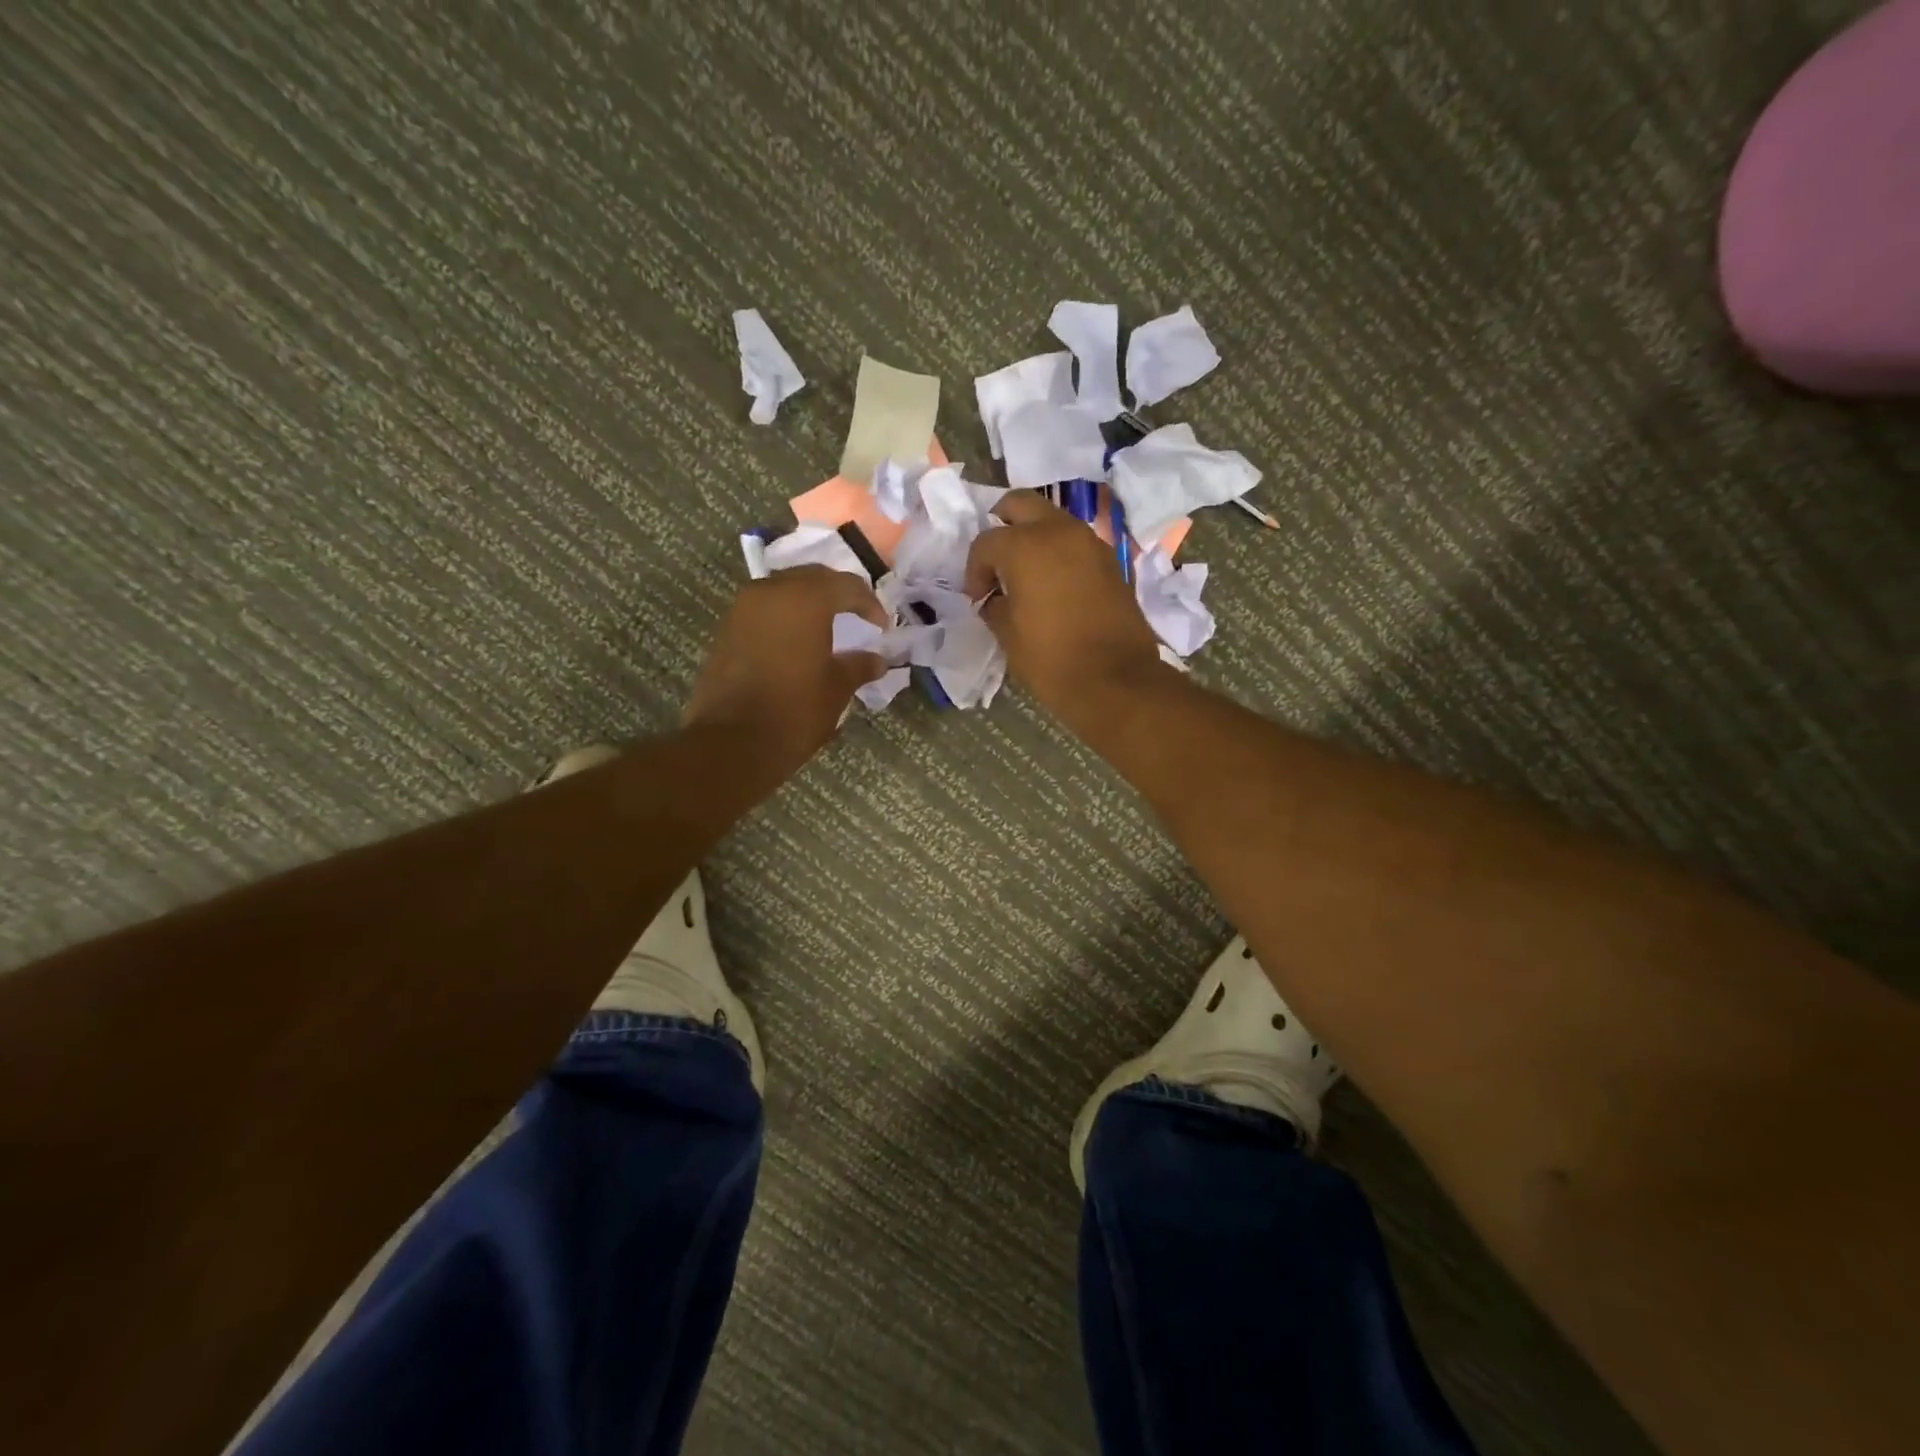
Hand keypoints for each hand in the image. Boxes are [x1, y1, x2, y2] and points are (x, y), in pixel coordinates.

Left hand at [684, 566, 887, 778]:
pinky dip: (785, 617)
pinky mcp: (727, 629)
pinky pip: (765, 609)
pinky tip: (798, 641)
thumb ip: (859, 666)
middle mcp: (771, 592)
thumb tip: (878, 660)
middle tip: (857, 616)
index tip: (882, 627)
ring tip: (828, 627)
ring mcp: (743, 608)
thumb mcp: (837, 688)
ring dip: (808, 603)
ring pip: (785, 590)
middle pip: (813, 578)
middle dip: (838, 594)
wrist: (731, 742)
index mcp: (805, 599)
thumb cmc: (794, 711)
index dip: (870, 604)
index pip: (846, 586)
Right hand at [964, 490, 1164, 728]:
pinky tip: (1052, 585)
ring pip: (1052, 520)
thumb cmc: (1052, 658)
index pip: (986, 542)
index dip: (975, 570)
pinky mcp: (1111, 561)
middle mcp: (1059, 531)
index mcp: (1026, 545)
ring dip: (1033, 538)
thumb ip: (994, 605)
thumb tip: (994, 597)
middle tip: (996, 562)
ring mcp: (1090, 542)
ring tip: (1025, 576)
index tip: (977, 597)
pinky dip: (1059, 553)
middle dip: (1002, 526)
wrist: (1115, 680)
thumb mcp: (1007, 634)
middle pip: (1020, 505)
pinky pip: (1075, 543)